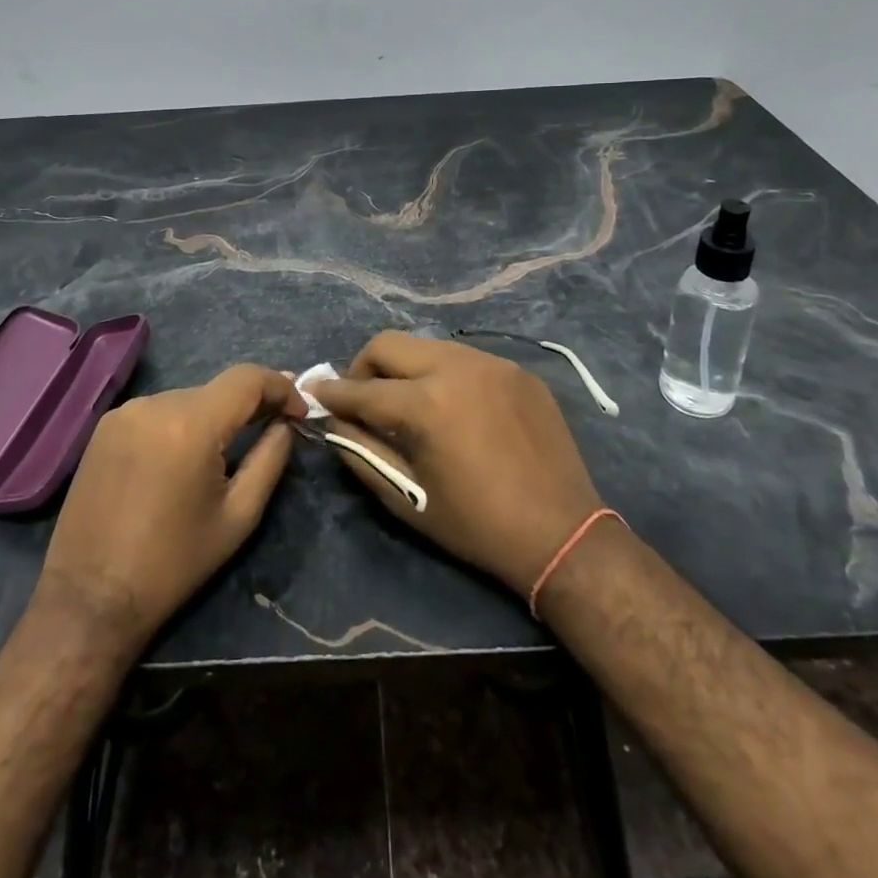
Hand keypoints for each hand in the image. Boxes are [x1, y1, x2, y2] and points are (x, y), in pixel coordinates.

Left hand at [38, 364, 296, 646]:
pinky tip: (184, 457)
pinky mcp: (104, 427)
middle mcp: (154, 404)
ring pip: (188, 399)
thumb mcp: (238, 516)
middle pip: (217, 389)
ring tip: (229, 448)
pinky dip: (181, 424)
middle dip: (250, 404)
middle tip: (275, 426)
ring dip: (214, 415)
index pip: (247, 379)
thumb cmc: (173, 563)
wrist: (89, 599)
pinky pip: (158, 411)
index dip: (281, 386)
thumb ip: (270, 459)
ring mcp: (124, 412)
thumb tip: (285, 423)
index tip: (300, 410)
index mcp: (190, 425)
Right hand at [311, 332, 603, 596]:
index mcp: (427, 403)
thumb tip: (334, 422)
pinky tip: (454, 407)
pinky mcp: (517, 370)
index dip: (333, 392)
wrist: (563, 534)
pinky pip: (465, 359)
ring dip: (406, 368)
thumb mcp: (408, 498)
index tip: (314, 392)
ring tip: (407, 401)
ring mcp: (492, 363)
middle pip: (390, 344)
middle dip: (364, 367)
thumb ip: (362, 452)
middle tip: (361, 397)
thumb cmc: (476, 525)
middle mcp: (457, 367)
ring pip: (428, 346)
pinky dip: (445, 374)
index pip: (363, 388)